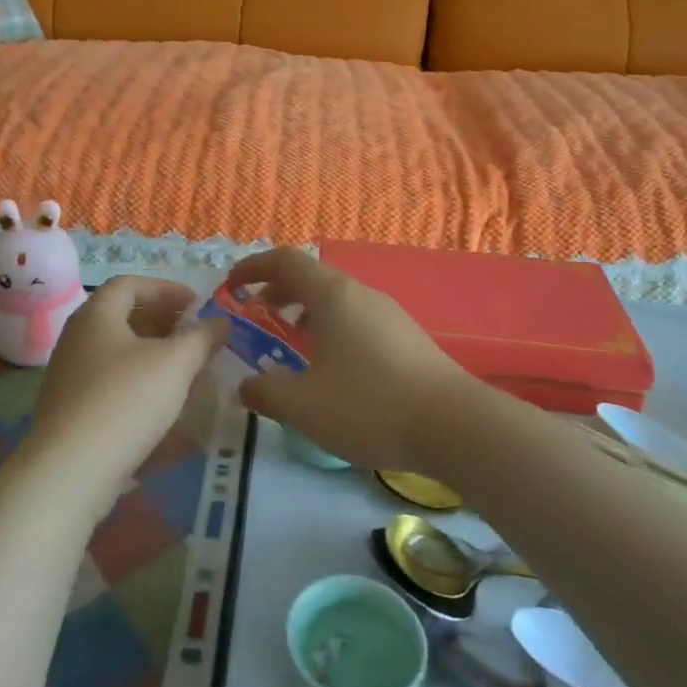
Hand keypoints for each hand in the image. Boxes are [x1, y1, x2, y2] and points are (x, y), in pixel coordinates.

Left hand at [27, 277, 227, 492]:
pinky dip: (140, 379)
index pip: (130, 284)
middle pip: (123, 316)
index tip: (197, 304)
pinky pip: (111, 380)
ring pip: (118, 351)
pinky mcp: (72, 409)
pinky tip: (163, 401)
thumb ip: (201, 338)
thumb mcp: (175, 363)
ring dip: (154, 353)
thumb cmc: (126, 400)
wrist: (71, 470)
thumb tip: (221, 323)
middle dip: (163, 321)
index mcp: (96, 315)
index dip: (166, 289)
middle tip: (196, 335)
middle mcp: (77, 338)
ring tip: (187, 368)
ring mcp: (70, 375)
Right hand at [226, 248, 478, 471]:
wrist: (455, 426)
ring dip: (307, 312)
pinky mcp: (408, 338)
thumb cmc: (369, 405)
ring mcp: (389, 314)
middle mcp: (361, 294)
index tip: (232, 285)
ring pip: (337, 300)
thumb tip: (245, 387)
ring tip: (292, 343)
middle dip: (279, 291)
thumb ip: (265, 393)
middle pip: (312, 277)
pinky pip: (358, 320)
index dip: (253, 267)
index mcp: (332, 295)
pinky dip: (332, 329)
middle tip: (259, 315)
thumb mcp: (303, 406)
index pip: (286, 260)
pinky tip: (333, 369)